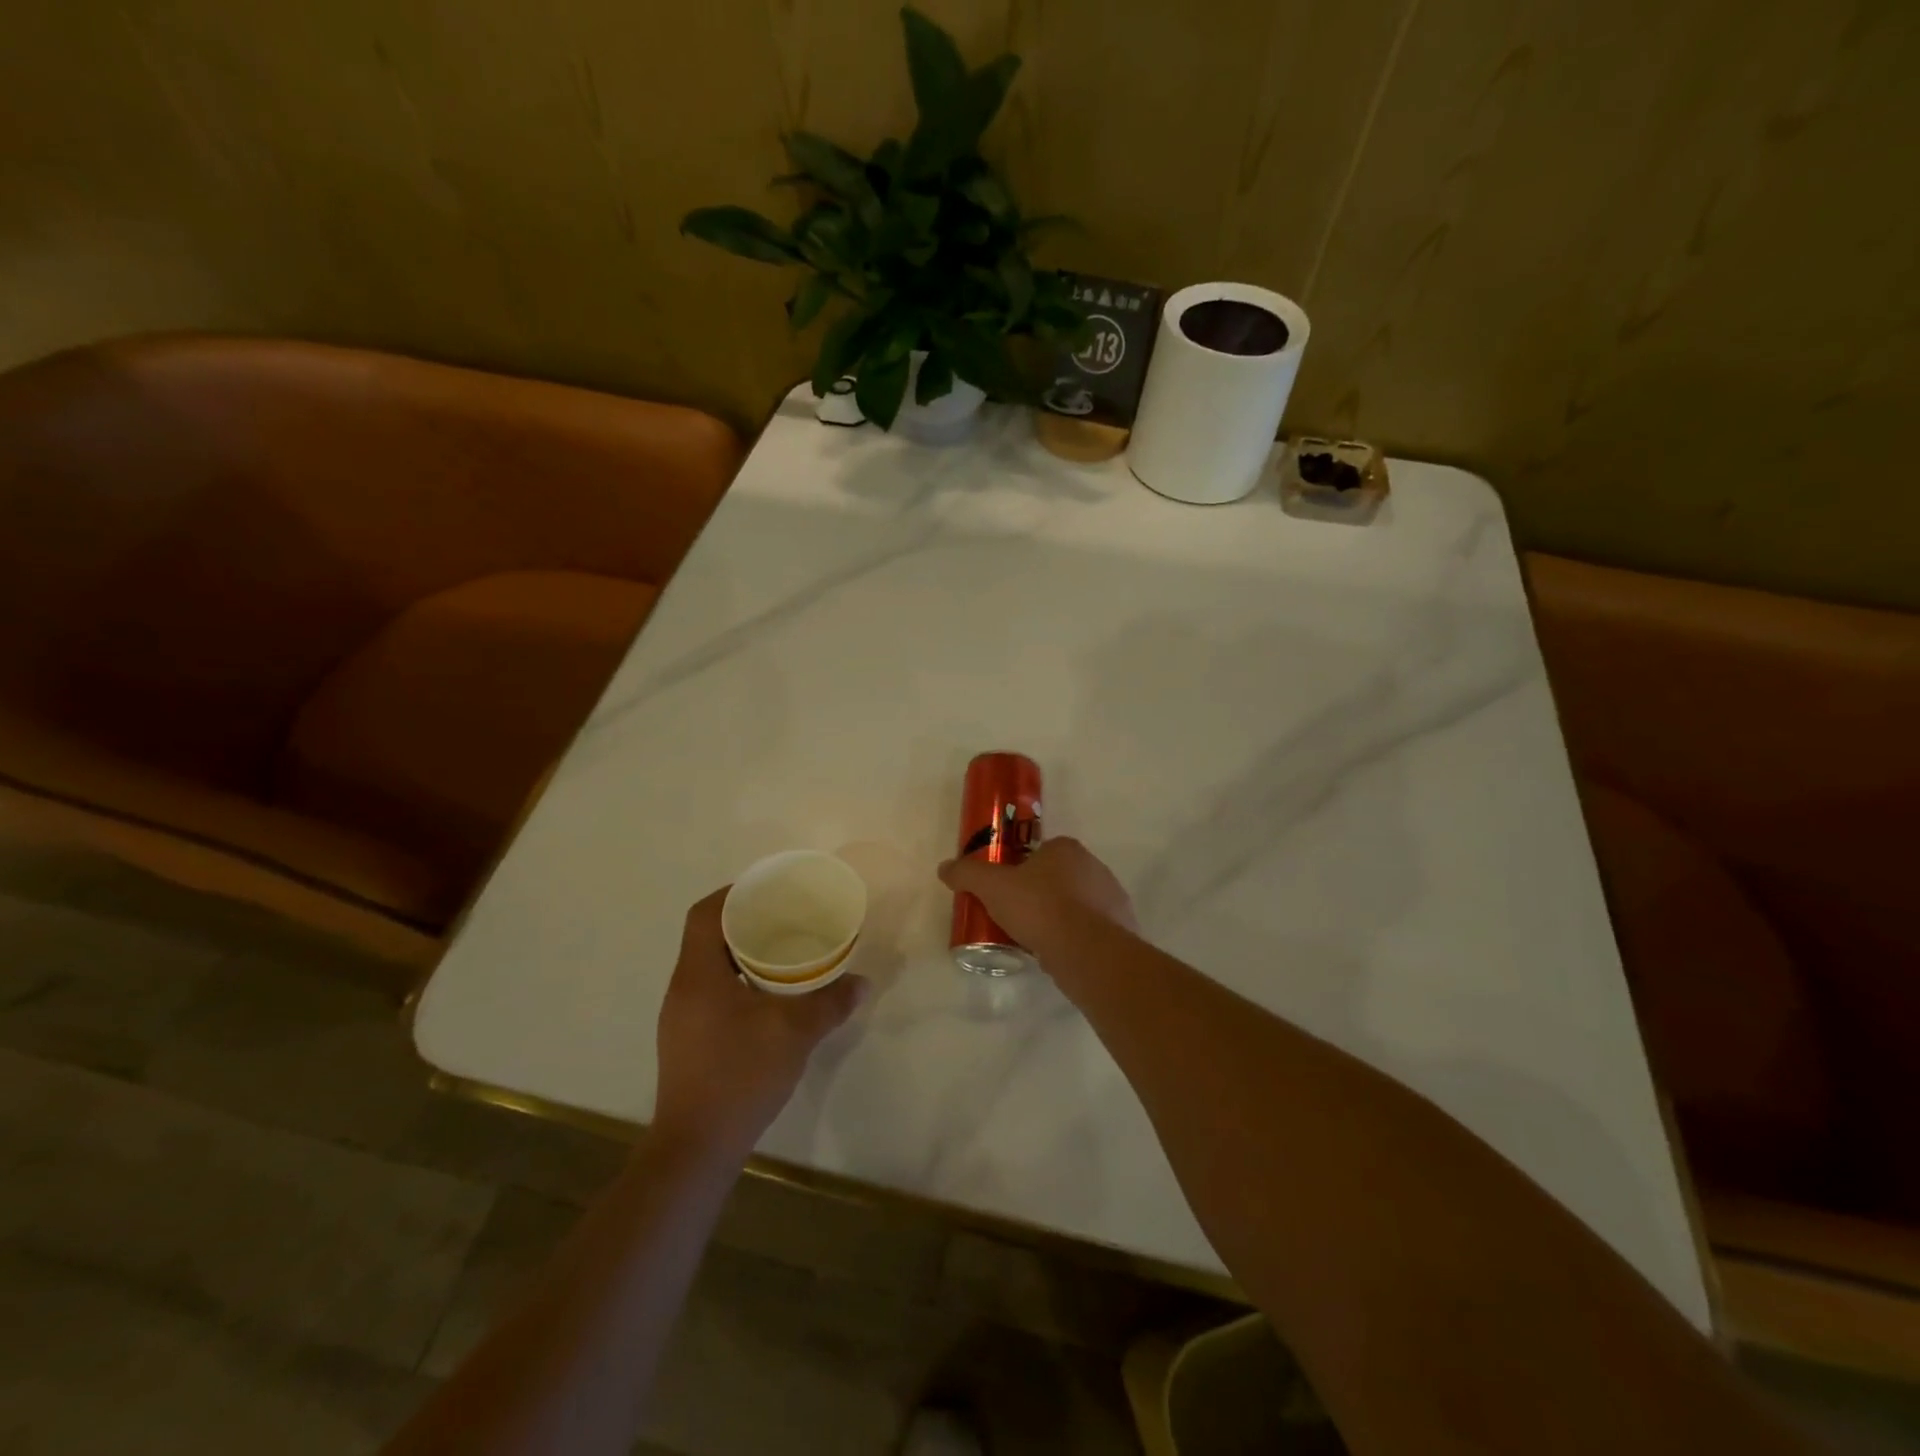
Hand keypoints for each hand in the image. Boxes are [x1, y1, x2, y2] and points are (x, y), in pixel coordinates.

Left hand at [653, 889, 867, 1163]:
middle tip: (785, 918)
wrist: (697, 1147)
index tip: (767, 890)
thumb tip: (861, 983)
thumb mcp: (794, 1033)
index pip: (703, 915)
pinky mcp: (686, 1041)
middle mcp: (682, 989)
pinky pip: (710, 991)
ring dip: (741, 953)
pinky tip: (767, 996)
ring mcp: (680, 1018)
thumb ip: (829, 1003)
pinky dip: (737, 980)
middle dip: (744, 921)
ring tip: (782, 951)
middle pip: (706, 937)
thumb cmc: (740, 1075)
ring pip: (709, 966)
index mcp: (698, 975)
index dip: (732, 894)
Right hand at [937, 836, 1137, 953]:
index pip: (1039, 852)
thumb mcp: (993, 888)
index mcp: (1066, 849)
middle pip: (1058, 877)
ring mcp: (1112, 898)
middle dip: (1039, 895)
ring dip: (1059, 918)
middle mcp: (1094, 866)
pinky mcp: (1122, 929)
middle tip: (1015, 916)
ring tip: (1035, 940)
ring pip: (1077, 905)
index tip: (1005, 891)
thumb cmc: (1039, 908)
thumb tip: (944, 867)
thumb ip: (968, 874)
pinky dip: (1075, 939)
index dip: (1020, 869)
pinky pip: (1091, 930)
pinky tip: (1058, 955)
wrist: (1087, 951)